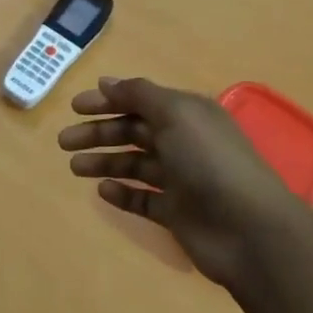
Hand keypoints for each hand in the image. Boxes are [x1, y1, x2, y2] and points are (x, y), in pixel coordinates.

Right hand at [58, 77, 300, 287]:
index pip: (141, 101)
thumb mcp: (176, 114)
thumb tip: (106, 82)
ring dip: (104, 162)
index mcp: (188, 115)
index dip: (108, 101)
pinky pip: (142, 199)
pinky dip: (122, 193)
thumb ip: (140, 95)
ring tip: (74, 167)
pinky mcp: (176, 213)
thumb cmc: (210, 161)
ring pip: (134, 165)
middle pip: (133, 132)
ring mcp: (180, 180)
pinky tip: (103, 191)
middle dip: (98, 133)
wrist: (248, 229)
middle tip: (64, 141)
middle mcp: (184, 143)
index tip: (74, 107)